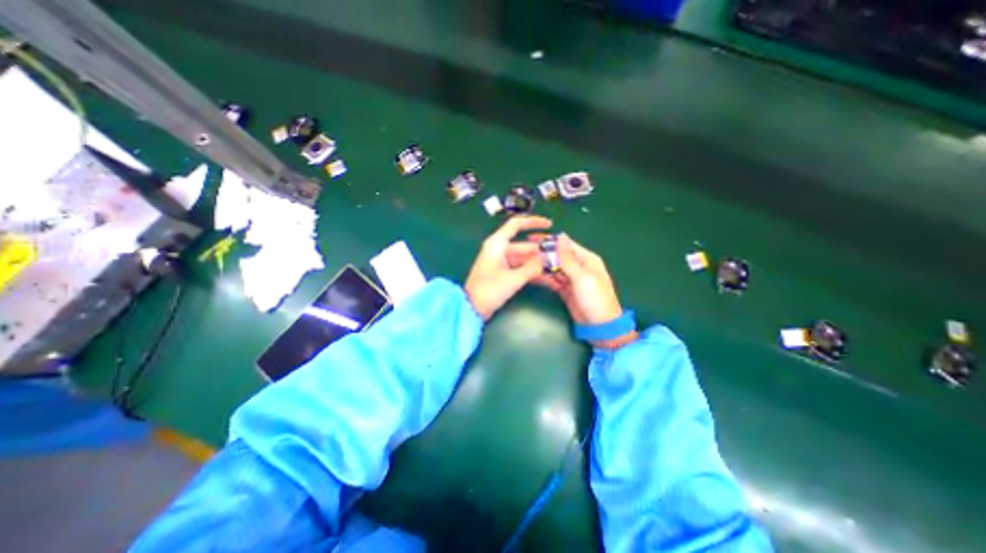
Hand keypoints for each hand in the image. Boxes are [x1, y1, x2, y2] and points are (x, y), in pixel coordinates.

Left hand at [464, 215, 551, 318]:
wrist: (472, 309)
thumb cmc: (489, 289)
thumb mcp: (513, 278)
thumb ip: (532, 267)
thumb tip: (547, 258)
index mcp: (497, 244)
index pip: (516, 225)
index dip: (533, 222)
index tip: (550, 225)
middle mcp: (500, 250)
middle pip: (525, 246)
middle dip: (542, 252)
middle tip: (561, 257)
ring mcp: (502, 263)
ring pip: (525, 260)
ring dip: (539, 266)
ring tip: (558, 271)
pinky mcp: (504, 274)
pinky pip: (522, 270)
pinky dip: (533, 274)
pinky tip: (549, 281)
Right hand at [532, 232, 621, 325]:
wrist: (599, 326)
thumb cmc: (595, 298)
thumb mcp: (582, 277)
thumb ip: (568, 258)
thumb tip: (560, 236)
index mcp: (586, 259)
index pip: (565, 244)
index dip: (549, 240)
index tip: (531, 238)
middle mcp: (578, 266)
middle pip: (557, 255)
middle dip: (542, 253)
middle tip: (523, 252)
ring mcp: (570, 278)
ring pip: (553, 267)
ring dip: (541, 265)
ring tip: (524, 263)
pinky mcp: (564, 289)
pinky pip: (552, 280)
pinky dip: (544, 278)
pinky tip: (532, 275)